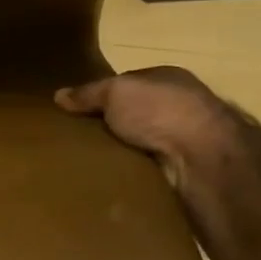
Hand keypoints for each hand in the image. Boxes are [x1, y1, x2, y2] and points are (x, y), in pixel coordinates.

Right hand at [54, 66, 235, 184]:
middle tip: (78, 140)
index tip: (78, 112)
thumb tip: (58, 95)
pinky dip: (133, 174)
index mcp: (168, 79)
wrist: (203, 157)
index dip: (104, 96)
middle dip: (111, 127)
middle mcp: (180, 106)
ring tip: (88, 164)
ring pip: (142, 144)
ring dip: (123, 153)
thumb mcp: (115, 92)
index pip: (129, 84)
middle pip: (135, 115)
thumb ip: (88, 94)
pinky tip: (112, 180)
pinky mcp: (186, 170)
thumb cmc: (160, 111)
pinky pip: (149, 170)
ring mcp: (186, 139)